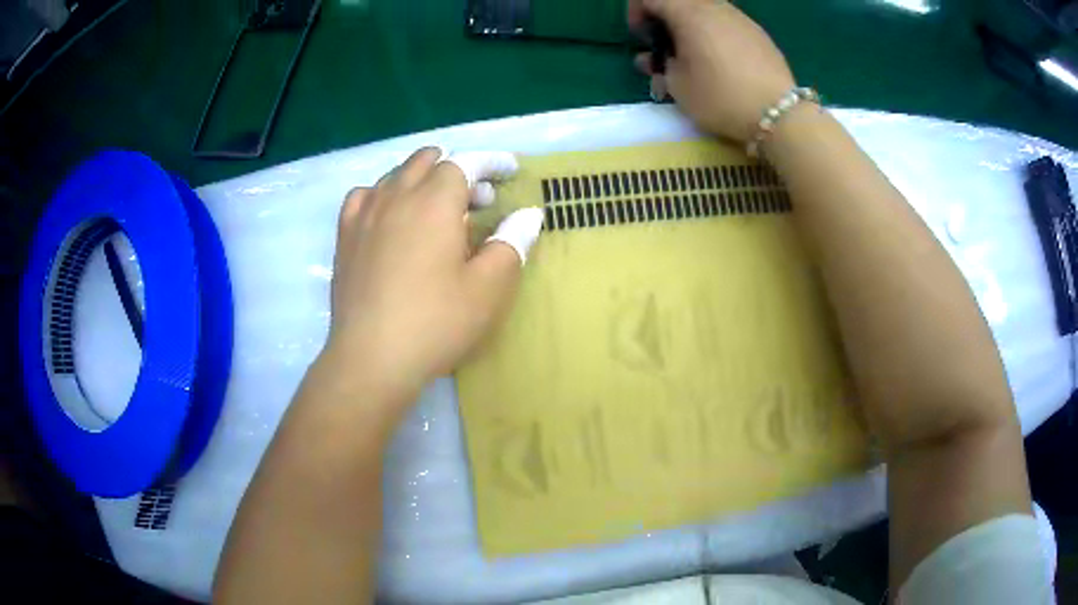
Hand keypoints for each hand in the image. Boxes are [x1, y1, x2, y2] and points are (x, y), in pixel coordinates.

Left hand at [325, 147, 542, 403]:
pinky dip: (385, 194)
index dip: (491, 162)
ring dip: (422, 179)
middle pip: (427, 161)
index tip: (510, 171)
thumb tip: (528, 214)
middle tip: (477, 200)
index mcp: (434, 202)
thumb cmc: (436, 323)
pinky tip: (390, 216)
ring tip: (437, 208)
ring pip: (395, 175)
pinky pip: (363, 196)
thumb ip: (511, 243)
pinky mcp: (345, 237)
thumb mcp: (488, 288)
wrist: (371, 359)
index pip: (465, 162)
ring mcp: (364, 214)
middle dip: (457, 168)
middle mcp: (396, 196)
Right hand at [628, 0, 795, 142]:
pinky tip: (719, 60)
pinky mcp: (758, 33)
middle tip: (663, 46)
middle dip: (664, 18)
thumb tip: (654, 58)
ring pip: (704, 10)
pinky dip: (712, 32)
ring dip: (689, 26)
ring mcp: (740, 18)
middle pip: (679, 1)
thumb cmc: (721, 97)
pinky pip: (725, 22)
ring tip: (692, 56)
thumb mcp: (678, 86)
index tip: (641, 37)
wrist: (780, 114)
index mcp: (689, 13)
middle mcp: (714, 7)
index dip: (636, 12)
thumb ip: (660, 65)